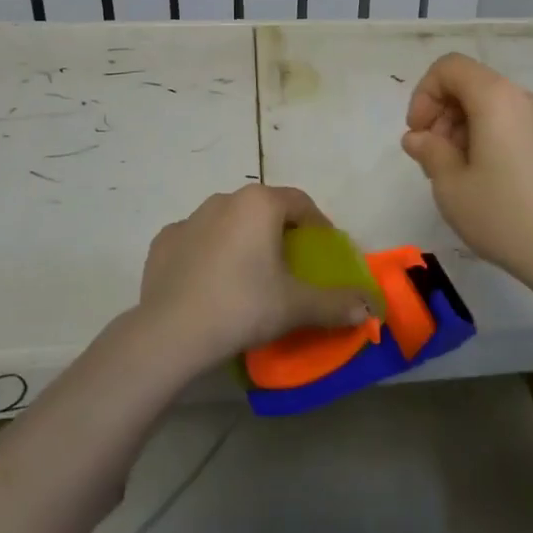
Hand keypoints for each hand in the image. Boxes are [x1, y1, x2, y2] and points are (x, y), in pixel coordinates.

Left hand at [136, 185, 374, 371]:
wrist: (171, 333)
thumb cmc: (243, 306)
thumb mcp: (297, 306)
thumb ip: (336, 303)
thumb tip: (370, 308)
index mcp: (260, 203)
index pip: (300, 203)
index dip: (318, 225)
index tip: (324, 252)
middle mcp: (224, 199)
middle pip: (264, 210)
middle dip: (280, 232)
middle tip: (289, 267)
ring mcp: (189, 218)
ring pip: (228, 222)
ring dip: (243, 240)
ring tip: (250, 277)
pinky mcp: (163, 242)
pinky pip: (197, 241)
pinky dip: (209, 254)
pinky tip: (212, 283)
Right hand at [402, 53, 532, 288]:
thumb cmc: (504, 214)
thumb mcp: (451, 185)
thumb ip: (429, 151)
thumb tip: (418, 138)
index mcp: (495, 97)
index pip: (449, 67)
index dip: (424, 94)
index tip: (419, 134)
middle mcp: (521, 98)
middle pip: (469, 84)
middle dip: (441, 114)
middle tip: (431, 159)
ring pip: (488, 106)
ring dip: (460, 130)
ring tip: (453, 175)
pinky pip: (507, 124)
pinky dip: (484, 139)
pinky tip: (480, 181)